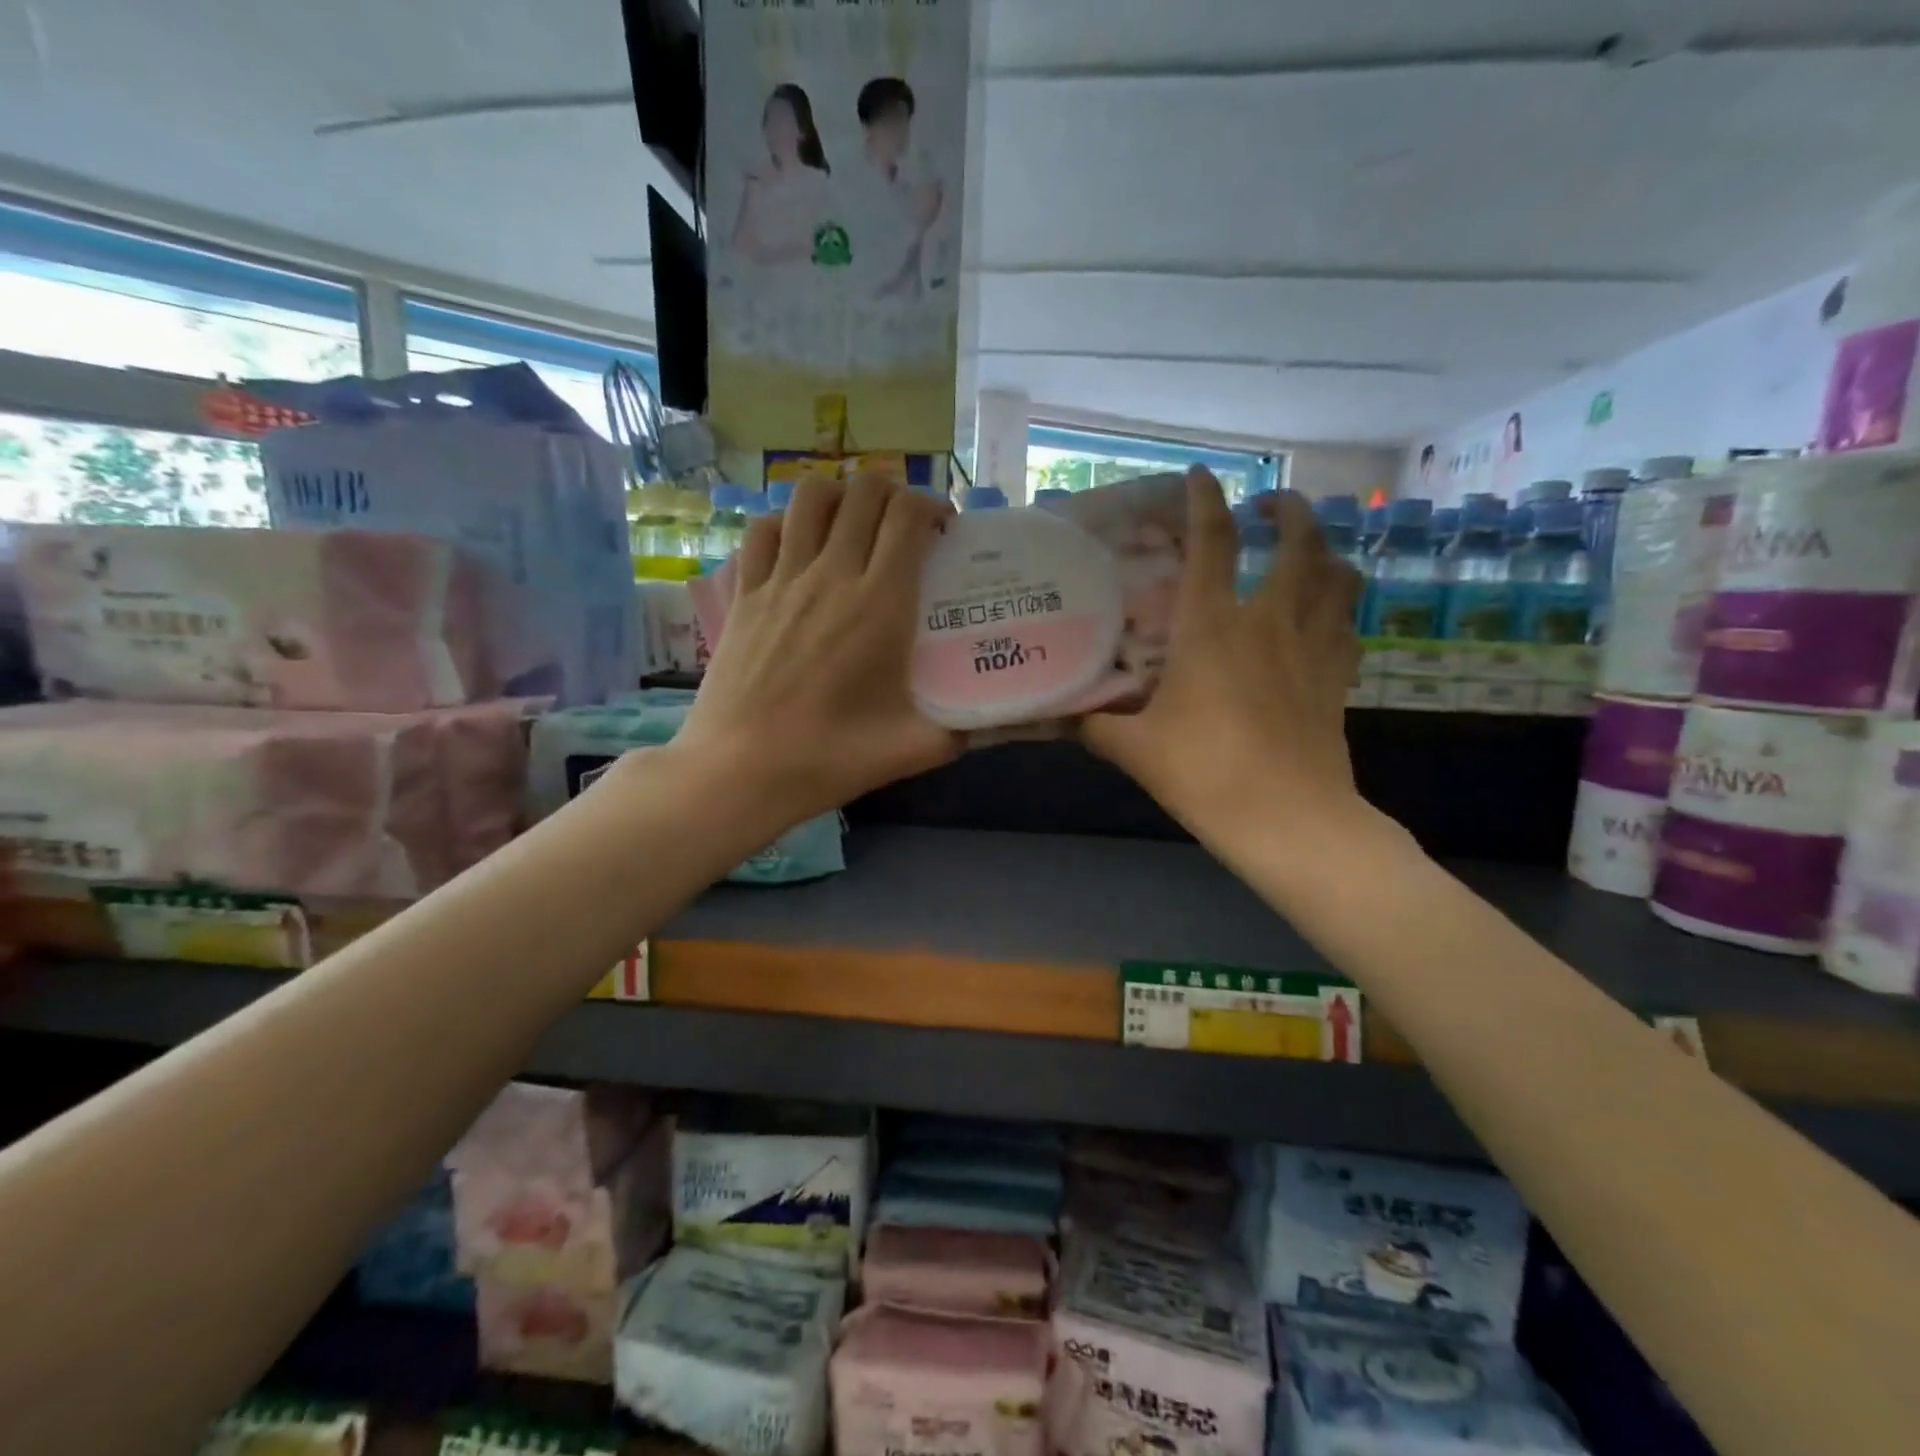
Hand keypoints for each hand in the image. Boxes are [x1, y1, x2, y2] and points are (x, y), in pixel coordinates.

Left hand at [677, 472, 960, 823]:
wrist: (740, 772)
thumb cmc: (831, 758)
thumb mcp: (916, 748)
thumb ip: (967, 729)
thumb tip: (997, 719)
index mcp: (880, 603)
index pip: (908, 516)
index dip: (932, 507)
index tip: (944, 532)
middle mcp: (831, 574)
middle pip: (863, 492)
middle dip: (893, 493)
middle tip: (905, 526)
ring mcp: (780, 579)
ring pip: (810, 498)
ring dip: (840, 496)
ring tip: (853, 524)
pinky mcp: (743, 594)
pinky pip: (763, 530)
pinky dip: (787, 522)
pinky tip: (798, 546)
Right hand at [1080, 468, 1367, 845]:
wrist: (1288, 820)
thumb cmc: (1205, 774)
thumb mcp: (1135, 750)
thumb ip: (1095, 725)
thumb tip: (1061, 716)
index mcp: (1213, 628)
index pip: (1213, 544)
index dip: (1206, 502)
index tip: (1200, 477)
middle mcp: (1270, 622)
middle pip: (1298, 543)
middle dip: (1289, 511)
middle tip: (1271, 505)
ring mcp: (1313, 648)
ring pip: (1339, 577)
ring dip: (1326, 552)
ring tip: (1309, 551)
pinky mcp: (1339, 679)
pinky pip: (1349, 627)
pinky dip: (1339, 610)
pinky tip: (1325, 618)